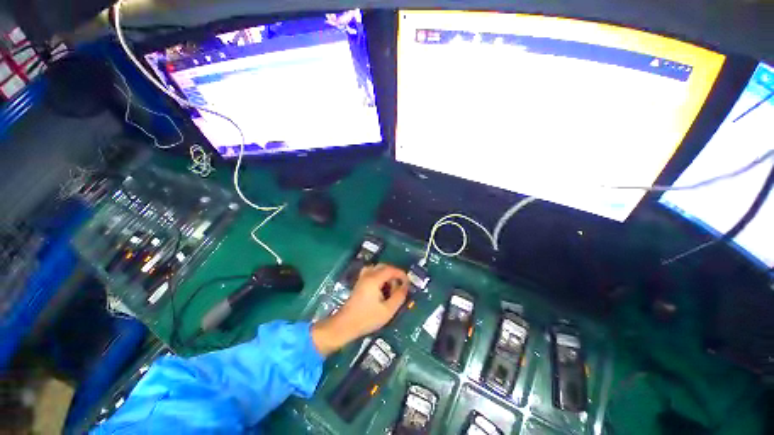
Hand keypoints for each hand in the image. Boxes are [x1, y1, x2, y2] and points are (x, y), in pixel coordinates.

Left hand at [311, 264, 408, 355]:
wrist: (345, 325)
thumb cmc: (367, 318)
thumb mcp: (387, 310)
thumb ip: (399, 297)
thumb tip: (406, 287)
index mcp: (374, 279)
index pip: (391, 269)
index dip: (401, 274)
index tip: (408, 283)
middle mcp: (367, 275)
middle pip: (384, 266)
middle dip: (394, 274)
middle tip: (399, 286)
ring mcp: (362, 278)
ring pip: (377, 269)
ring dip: (386, 275)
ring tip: (390, 288)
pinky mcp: (359, 283)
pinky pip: (372, 273)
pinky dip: (379, 277)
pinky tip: (381, 289)